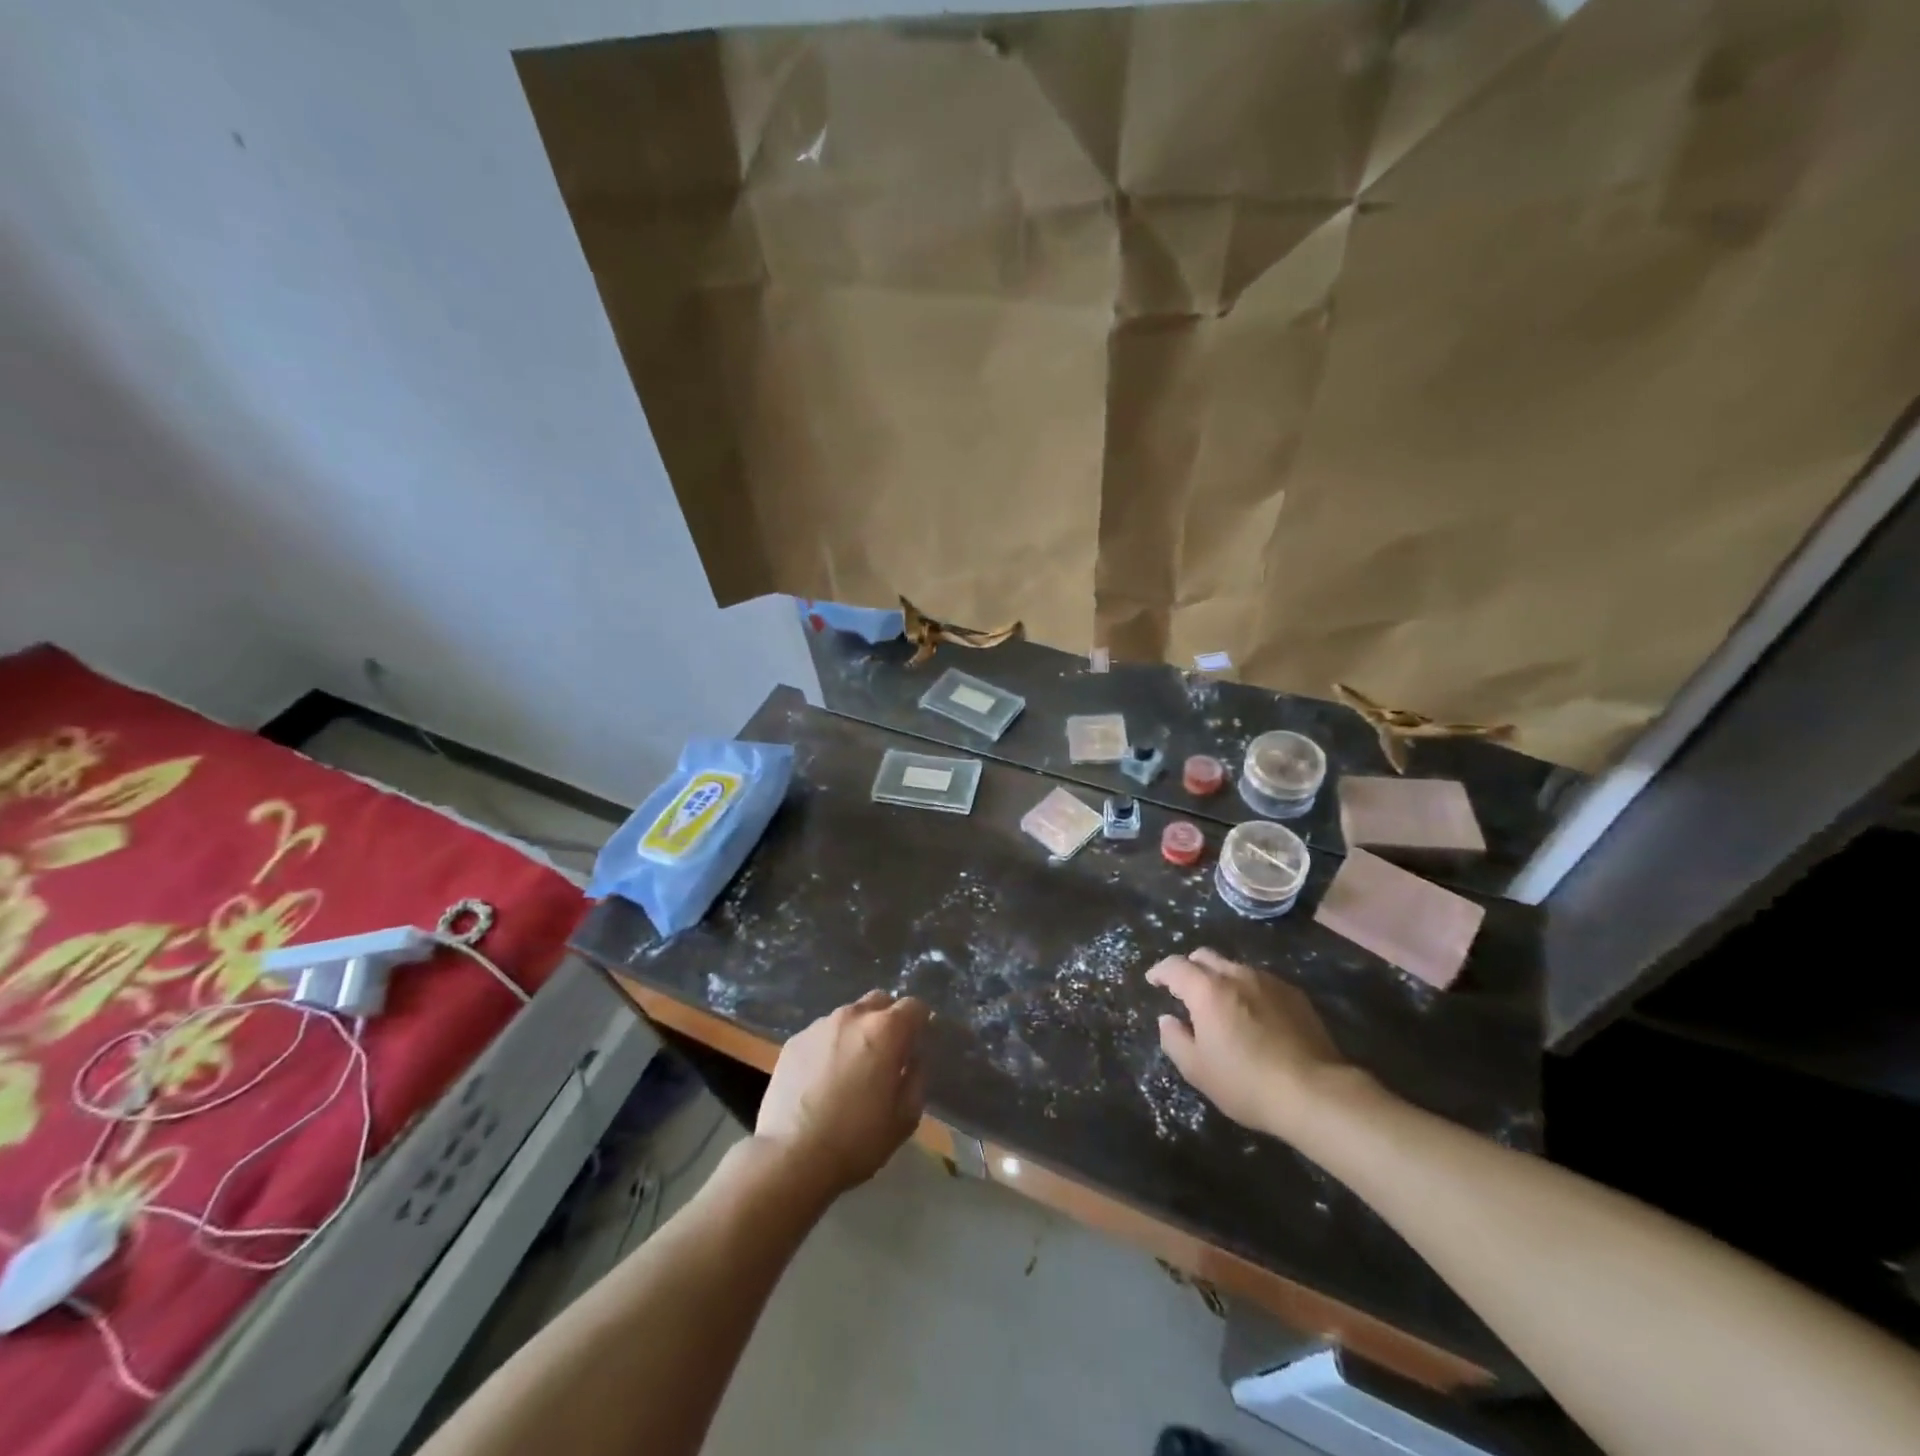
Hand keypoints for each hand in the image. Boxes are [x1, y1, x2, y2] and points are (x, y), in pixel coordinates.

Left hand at [756, 990, 929, 1196]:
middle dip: (889, 1019)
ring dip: (857, 1032)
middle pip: (880, 1001)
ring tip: (851, 1068)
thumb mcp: (905, 1117)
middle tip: (887, 1054)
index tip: (918, 1044)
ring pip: (849, 1016)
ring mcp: (819, 1026)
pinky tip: (823, 1078)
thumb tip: (914, 1057)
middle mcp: (853, 1017)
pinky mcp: (794, 1041)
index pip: (914, 1006)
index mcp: (885, 1030)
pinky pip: (822, 1033)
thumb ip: (917, 1077)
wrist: (790, 1158)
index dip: (920, 1023)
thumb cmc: (856, 1140)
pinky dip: (830, 1046)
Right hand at [1147, 948, 1354, 1139]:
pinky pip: (1261, 982)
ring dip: (1221, 980)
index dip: (1160, 971)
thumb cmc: (1247, 1083)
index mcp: (1208, 990)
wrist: (1316, 1093)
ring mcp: (1269, 981)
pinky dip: (1248, 991)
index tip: (1153, 980)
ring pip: (1235, 968)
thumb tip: (1168, 1020)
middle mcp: (1237, 975)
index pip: (1175, 966)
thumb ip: (1174, 1040)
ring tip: (1222, 1006)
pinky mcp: (1294, 995)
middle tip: (1185, 991)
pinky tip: (1254, 1017)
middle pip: (1205, 956)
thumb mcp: (1198, 1070)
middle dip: (1190, 968)